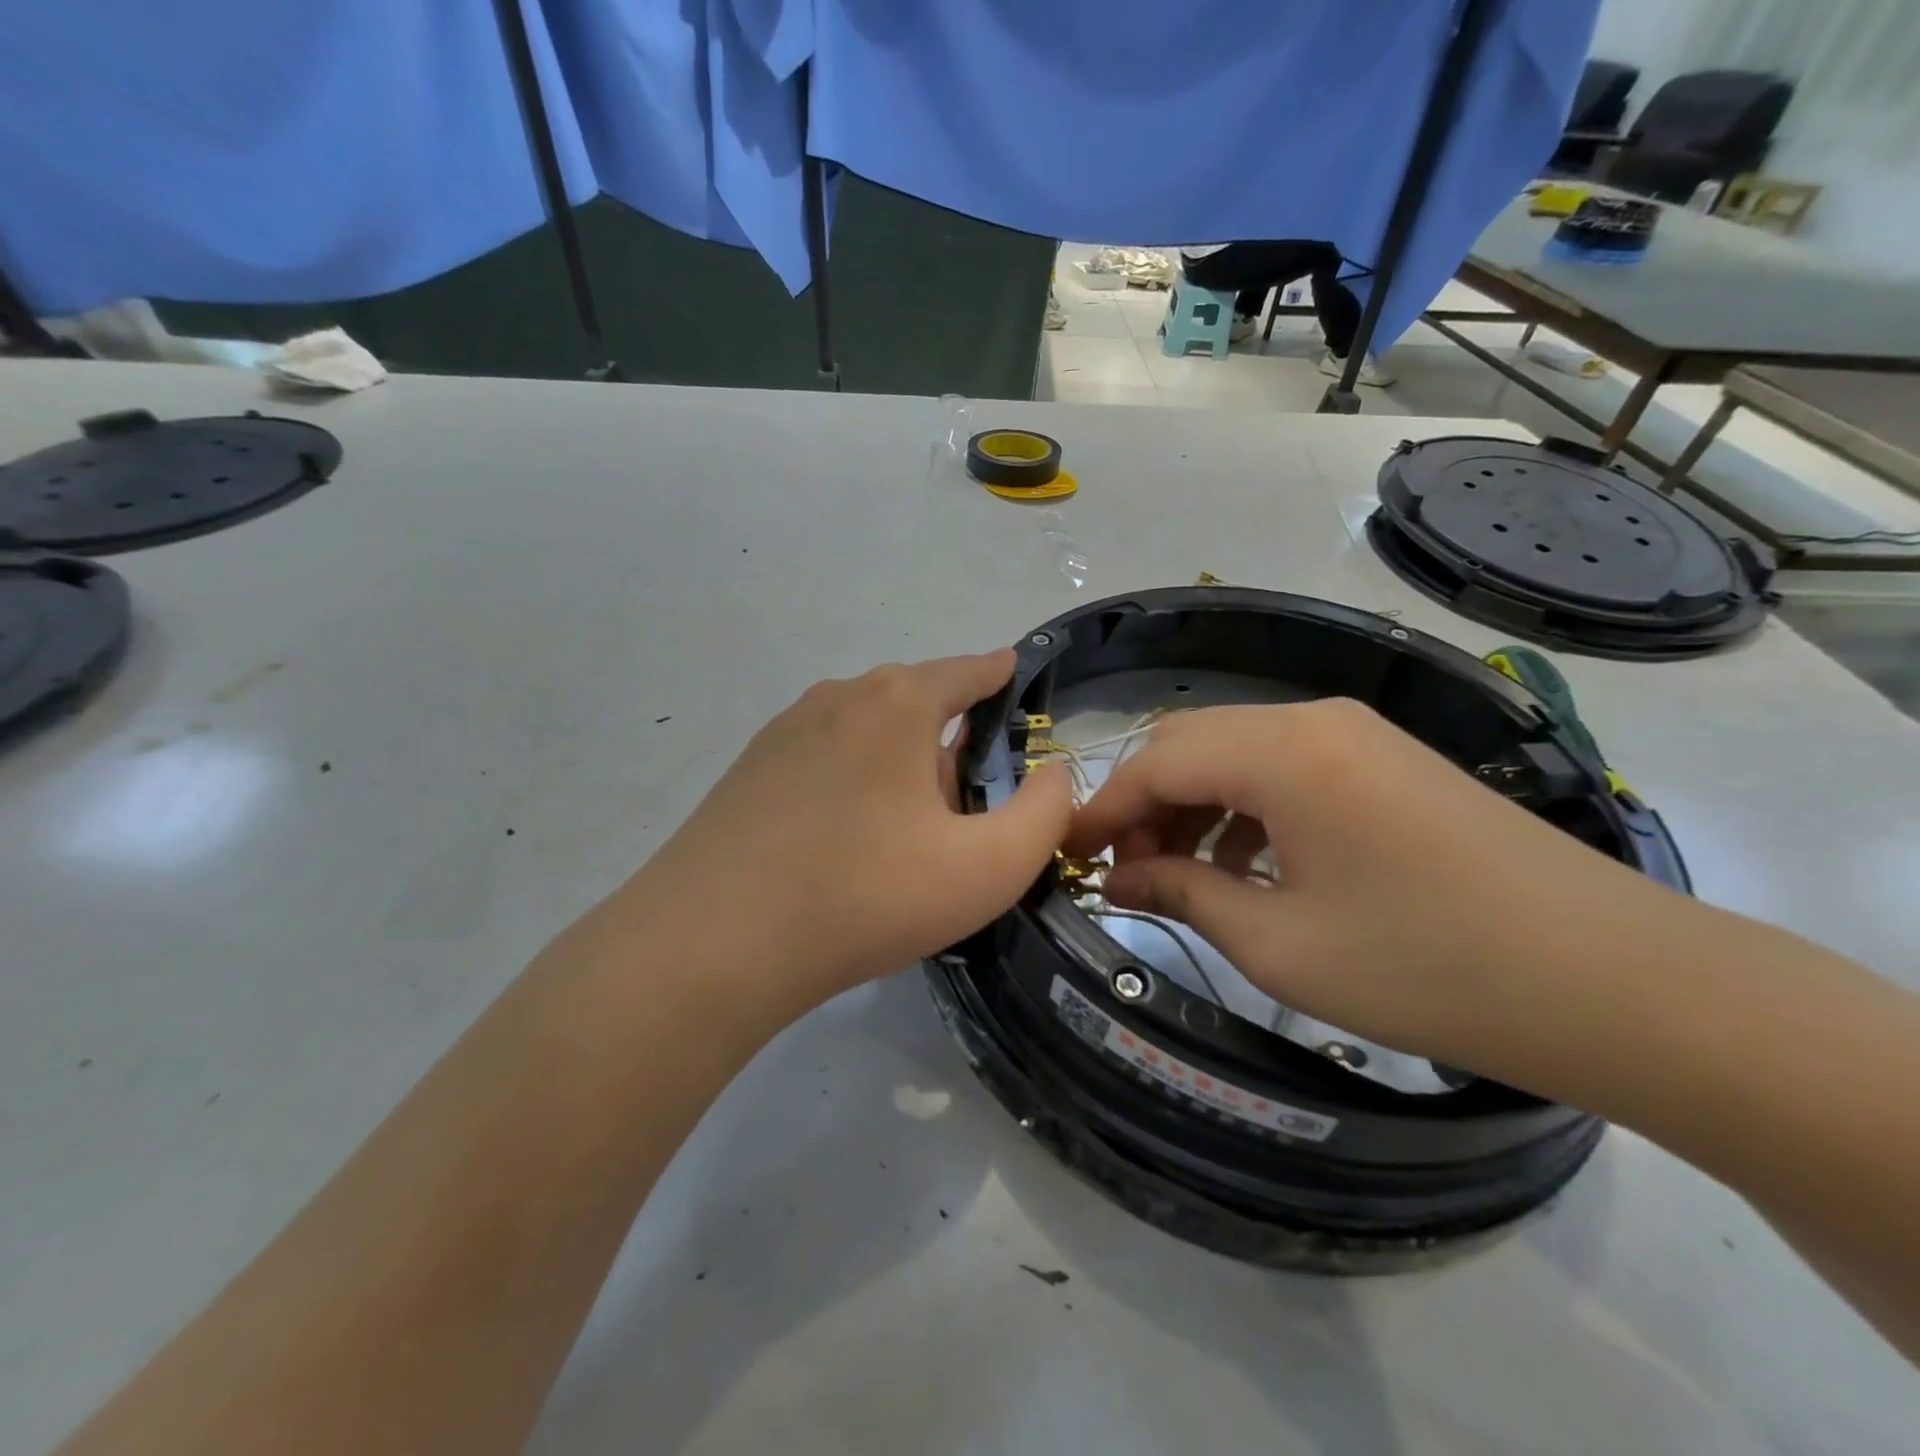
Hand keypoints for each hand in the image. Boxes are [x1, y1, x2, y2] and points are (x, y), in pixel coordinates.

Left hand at [626, 650, 1073, 1017]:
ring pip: (865, 735)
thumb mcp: (988, 867)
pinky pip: (823, 762)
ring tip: (904, 837)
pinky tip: (844, 844)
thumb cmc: (867, 894)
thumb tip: (1053, 775)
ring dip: (896, 769)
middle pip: (915, 704)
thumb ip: (1044, 815)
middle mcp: (838, 697)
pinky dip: (850, 786)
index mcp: (897, 702)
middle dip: (948, 743)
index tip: (1013, 674)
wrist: (715, 942)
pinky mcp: (748, 770)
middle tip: (963, 813)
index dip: (997, 673)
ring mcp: (783, 731)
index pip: (966, 670)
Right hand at [1062, 699, 1677, 1082]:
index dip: (1102, 808)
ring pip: (1236, 750)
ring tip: (1179, 874)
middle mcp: (1313, 718)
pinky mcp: (1386, 759)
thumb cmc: (1429, 967)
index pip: (1156, 760)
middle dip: (1143, 802)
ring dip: (1192, 803)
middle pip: (1190, 741)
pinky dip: (1243, 806)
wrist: (1618, 982)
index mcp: (1282, 750)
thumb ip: (1182, 896)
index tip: (1065, 853)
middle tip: (1124, 870)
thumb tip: (1118, 881)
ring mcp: (1356, 733)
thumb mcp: (1280, 943)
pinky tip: (1247, 864)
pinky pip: (1284, 766)